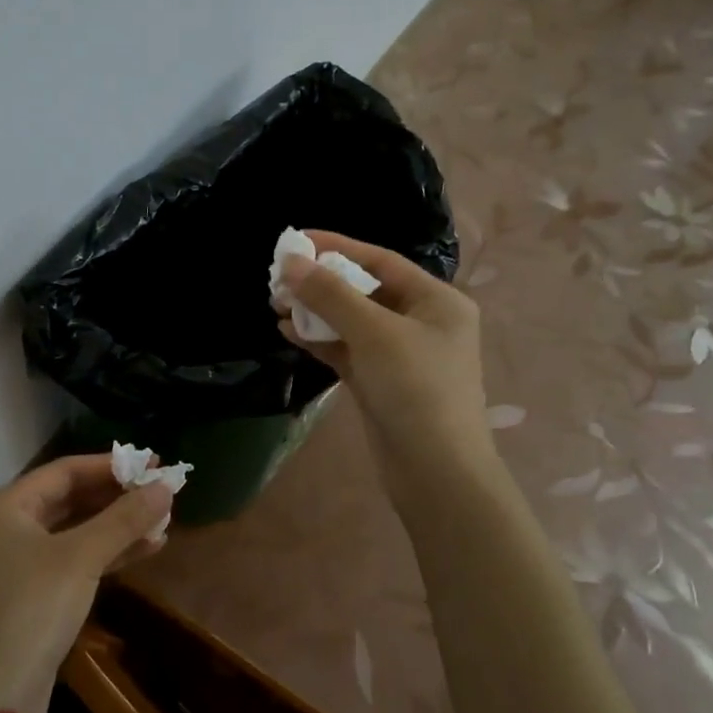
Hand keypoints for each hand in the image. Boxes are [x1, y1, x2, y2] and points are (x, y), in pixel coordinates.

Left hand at [0, 455, 172, 712]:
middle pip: (71, 498)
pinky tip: (147, 548)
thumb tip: (166, 486)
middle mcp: (8, 527)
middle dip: (118, 496)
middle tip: (162, 491)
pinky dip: (109, 553)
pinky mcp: (34, 593)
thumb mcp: (81, 558)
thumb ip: (124, 519)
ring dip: (119, 525)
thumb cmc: (31, 610)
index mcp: (6, 506)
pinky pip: (76, 559)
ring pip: (77, 530)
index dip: (111, 465)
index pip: (65, 470)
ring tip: (163, 520)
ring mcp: (19, 562)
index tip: (154, 463)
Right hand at [278, 230, 495, 497]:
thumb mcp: (373, 333)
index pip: (380, 260)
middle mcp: (422, 321)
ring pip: (352, 321)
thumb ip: (330, 295)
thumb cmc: (415, 389)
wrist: (435, 471)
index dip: (337, 247)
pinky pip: (347, 349)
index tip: (296, 241)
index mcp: (436, 300)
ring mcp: (401, 354)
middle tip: (279, 279)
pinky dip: (320, 340)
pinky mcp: (381, 382)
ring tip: (276, 304)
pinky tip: (288, 332)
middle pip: (364, 289)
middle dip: (321, 283)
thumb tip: (291, 261)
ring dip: (315, 312)